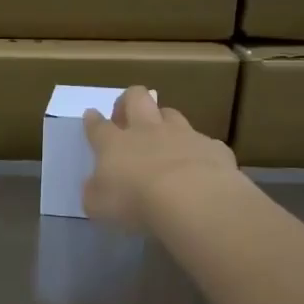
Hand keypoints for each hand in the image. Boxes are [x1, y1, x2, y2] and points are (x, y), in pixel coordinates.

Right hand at [82, 86, 236, 229]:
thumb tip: (96, 185)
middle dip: (128, 100)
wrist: (192, 199)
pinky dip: (196, 151)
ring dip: (164, 120)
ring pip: (171, 114)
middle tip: (126, 113)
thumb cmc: (135, 202)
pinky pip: (202, 143)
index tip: (91, 115)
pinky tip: (199, 166)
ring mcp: (182, 135)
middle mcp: (147, 130)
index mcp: (114, 144)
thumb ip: (95, 192)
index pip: (98, 126)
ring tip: (164, 136)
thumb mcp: (99, 206)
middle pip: (136, 98)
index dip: (93, 120)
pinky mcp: (211, 147)